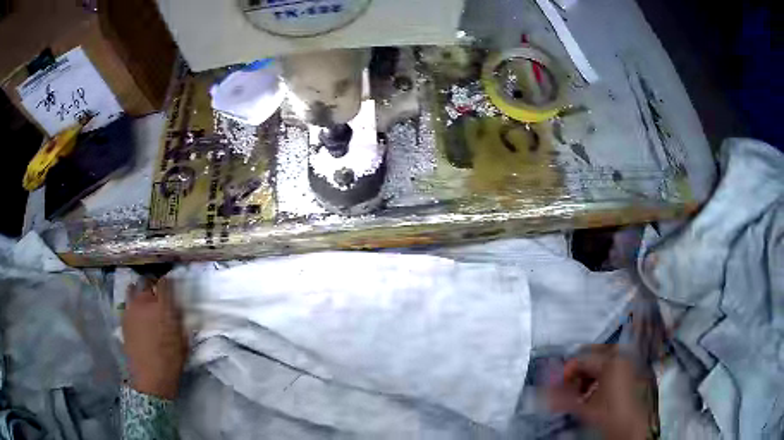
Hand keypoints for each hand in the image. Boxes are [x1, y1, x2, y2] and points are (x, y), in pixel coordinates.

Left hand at [122, 279, 187, 399]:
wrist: (150, 377)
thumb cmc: (171, 360)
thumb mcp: (183, 340)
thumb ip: (179, 319)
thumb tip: (176, 307)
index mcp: (163, 307)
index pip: (165, 283)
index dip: (168, 282)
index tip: (171, 286)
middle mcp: (145, 302)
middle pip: (146, 282)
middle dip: (152, 285)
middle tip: (157, 294)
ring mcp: (131, 309)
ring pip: (133, 288)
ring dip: (139, 291)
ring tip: (144, 299)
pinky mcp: (123, 318)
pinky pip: (127, 303)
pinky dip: (132, 303)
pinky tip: (137, 313)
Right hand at [547, 345, 658, 439]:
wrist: (632, 428)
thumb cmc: (609, 415)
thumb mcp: (583, 408)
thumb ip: (561, 398)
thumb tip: (542, 392)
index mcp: (611, 360)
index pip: (581, 359)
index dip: (566, 373)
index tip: (558, 387)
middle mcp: (622, 356)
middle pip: (592, 358)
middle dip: (578, 374)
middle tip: (569, 390)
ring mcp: (629, 363)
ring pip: (601, 363)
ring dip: (587, 378)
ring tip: (580, 395)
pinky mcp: (632, 372)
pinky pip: (611, 369)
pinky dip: (599, 380)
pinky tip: (593, 395)